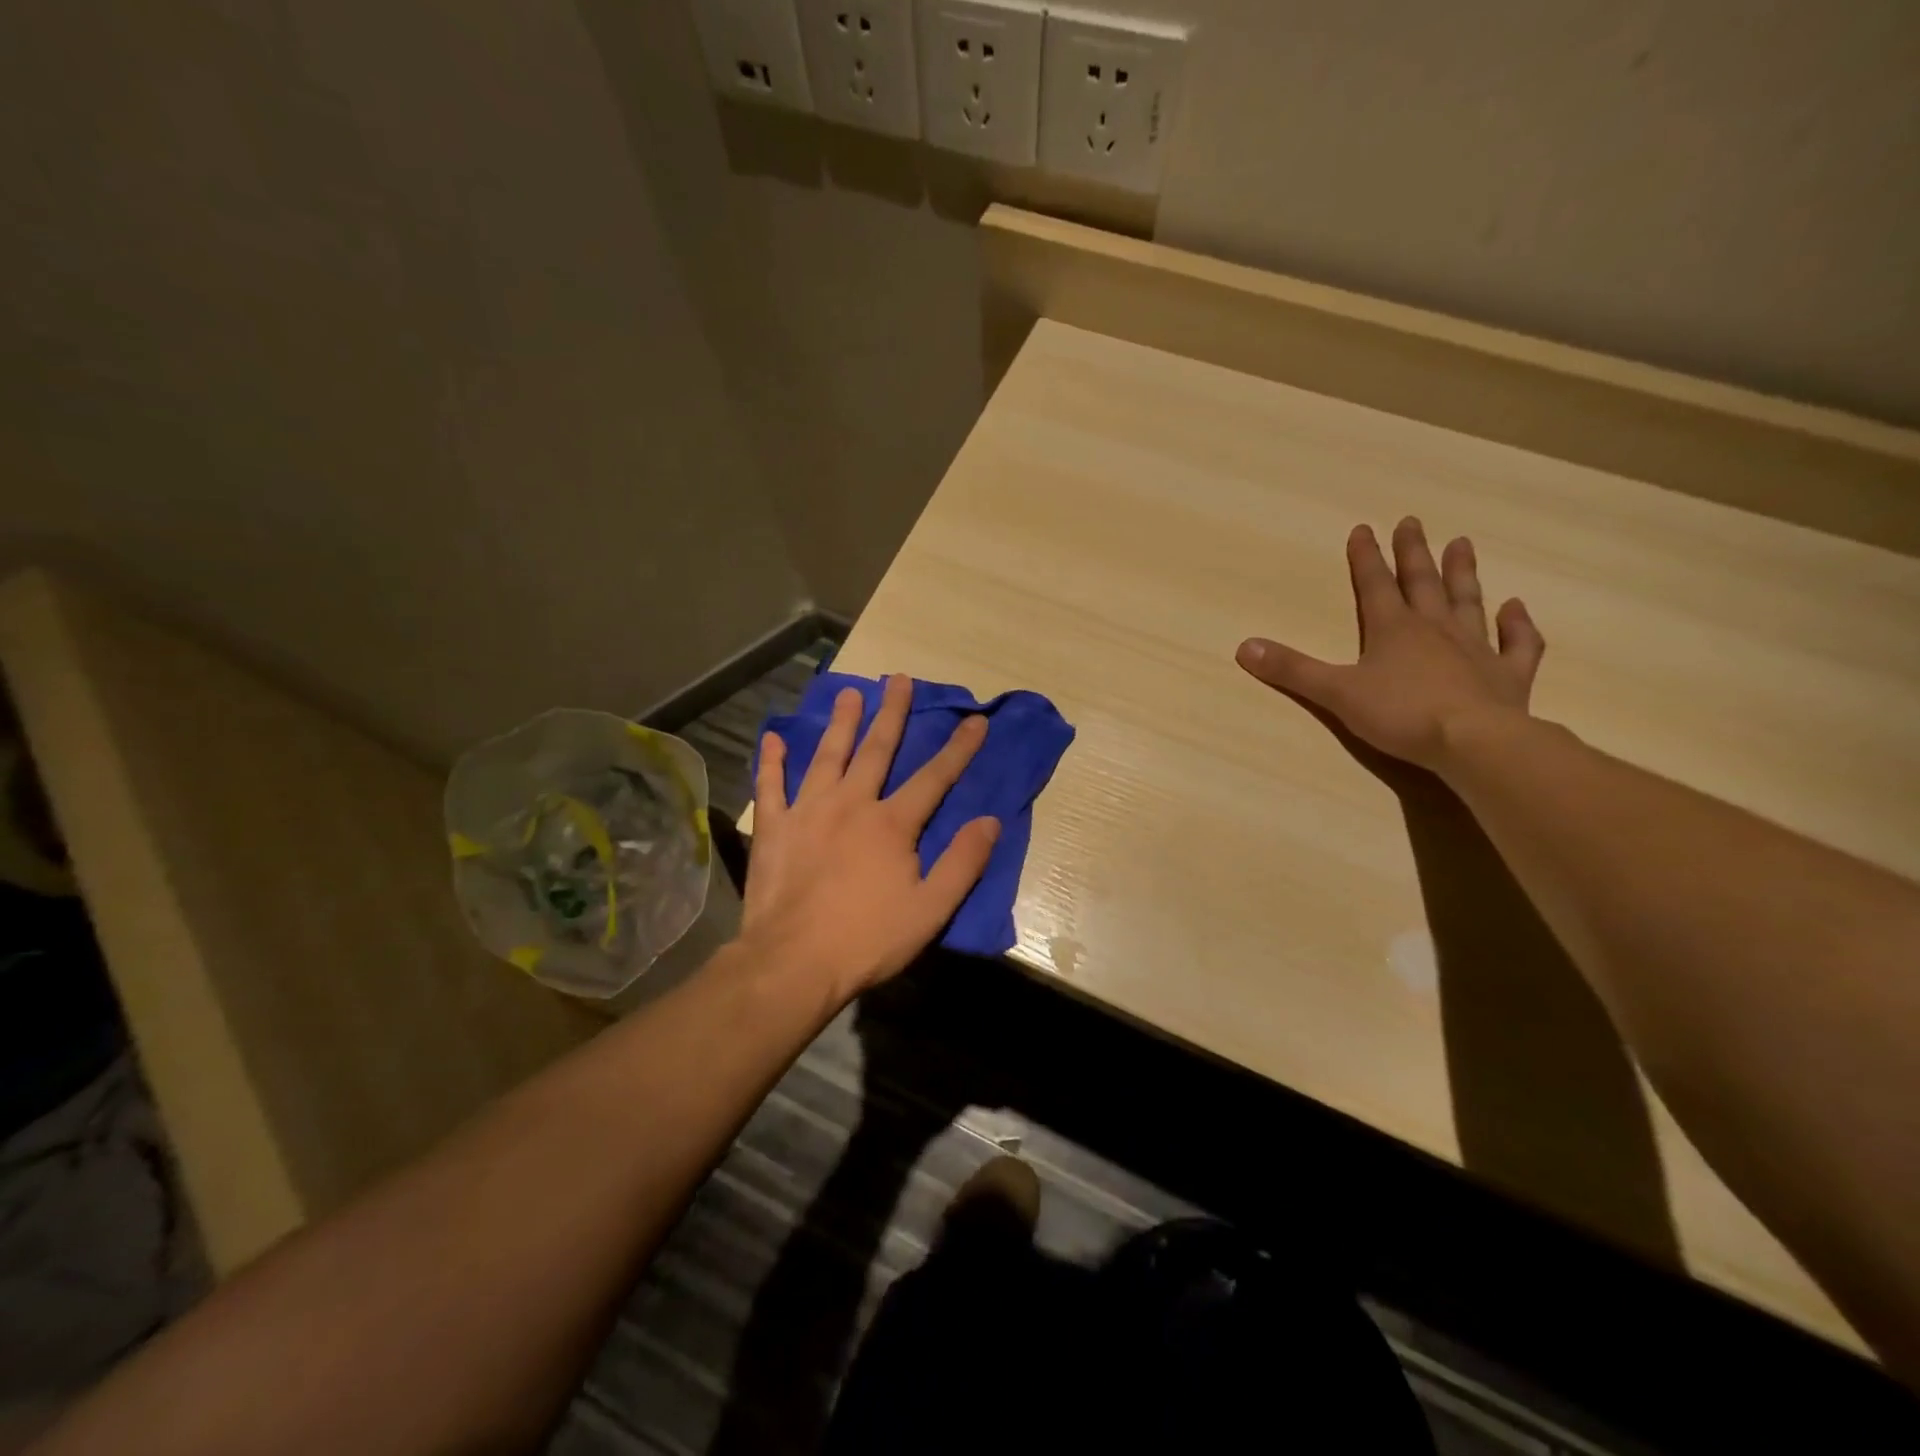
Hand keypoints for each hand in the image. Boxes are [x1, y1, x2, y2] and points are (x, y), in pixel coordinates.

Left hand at [741, 674, 999, 1002]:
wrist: (793, 962)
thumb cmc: (867, 939)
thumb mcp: (930, 909)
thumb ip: (963, 863)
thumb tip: (990, 822)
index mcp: (891, 824)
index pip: (934, 778)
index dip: (958, 749)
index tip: (975, 720)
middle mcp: (851, 804)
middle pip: (876, 750)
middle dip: (892, 713)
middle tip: (899, 679)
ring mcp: (808, 812)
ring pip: (827, 756)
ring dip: (840, 723)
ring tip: (849, 692)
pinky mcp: (775, 829)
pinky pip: (772, 786)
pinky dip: (772, 761)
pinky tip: (773, 738)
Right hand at [1235, 518, 1545, 770]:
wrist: (1474, 742)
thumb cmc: (1400, 715)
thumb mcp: (1335, 693)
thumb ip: (1291, 670)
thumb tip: (1244, 647)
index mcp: (1392, 630)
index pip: (1374, 585)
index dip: (1365, 557)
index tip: (1363, 528)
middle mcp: (1435, 629)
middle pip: (1422, 583)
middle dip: (1413, 552)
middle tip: (1412, 521)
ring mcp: (1476, 649)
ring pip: (1468, 602)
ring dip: (1463, 573)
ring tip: (1462, 544)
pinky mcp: (1507, 675)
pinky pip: (1517, 643)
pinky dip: (1518, 625)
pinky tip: (1516, 608)